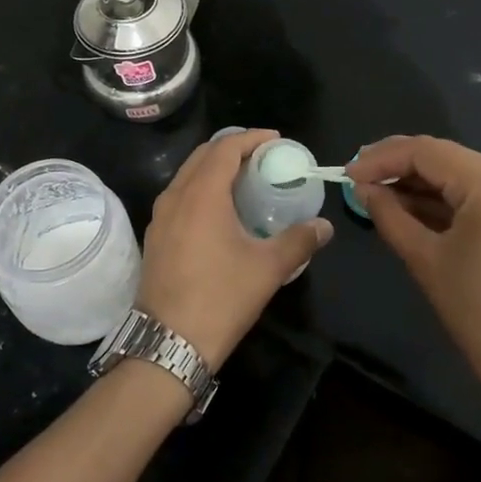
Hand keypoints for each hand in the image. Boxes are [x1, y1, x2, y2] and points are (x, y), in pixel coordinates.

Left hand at [137, 129, 334, 372]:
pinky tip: (219, 211)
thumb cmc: (220, 298)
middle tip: (262, 157)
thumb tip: (324, 226)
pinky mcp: (155, 236)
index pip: (225, 148)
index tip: (275, 141)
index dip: (251, 138)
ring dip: (214, 168)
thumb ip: (299, 241)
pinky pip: (179, 196)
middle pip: (203, 156)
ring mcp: (160, 217)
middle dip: (232, 148)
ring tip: (244, 180)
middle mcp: (175, 196)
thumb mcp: (267, 269)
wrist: (168, 343)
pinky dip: (200, 189)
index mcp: (202, 194)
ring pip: (187, 175)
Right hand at [347, 136, 480, 415]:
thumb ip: (389, 214)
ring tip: (379, 194)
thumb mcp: (425, 260)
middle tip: (359, 179)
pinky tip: (414, 207)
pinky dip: (449, 200)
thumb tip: (364, 187)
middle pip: (448, 159)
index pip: (428, 152)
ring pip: (465, 176)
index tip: (347, 173)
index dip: (382, 158)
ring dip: (423, 184)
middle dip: (401, 167)